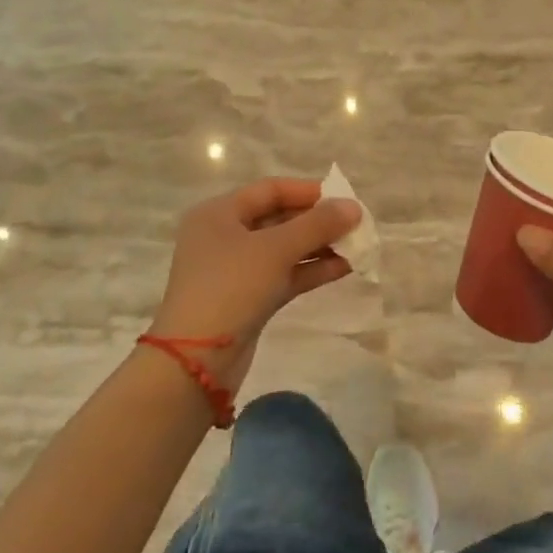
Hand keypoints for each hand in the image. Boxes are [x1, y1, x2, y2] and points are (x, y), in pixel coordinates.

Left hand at [147, 177, 362, 395]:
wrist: (195, 362)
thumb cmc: (231, 288)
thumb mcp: (275, 249)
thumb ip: (317, 225)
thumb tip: (354, 207)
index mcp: (219, 213)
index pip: (270, 190)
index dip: (309, 191)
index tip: (345, 198)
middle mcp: (225, 236)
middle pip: (279, 217)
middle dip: (318, 220)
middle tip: (356, 225)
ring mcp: (235, 270)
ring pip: (284, 248)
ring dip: (319, 246)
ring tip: (357, 247)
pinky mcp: (248, 299)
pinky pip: (284, 274)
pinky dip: (311, 270)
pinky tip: (343, 268)